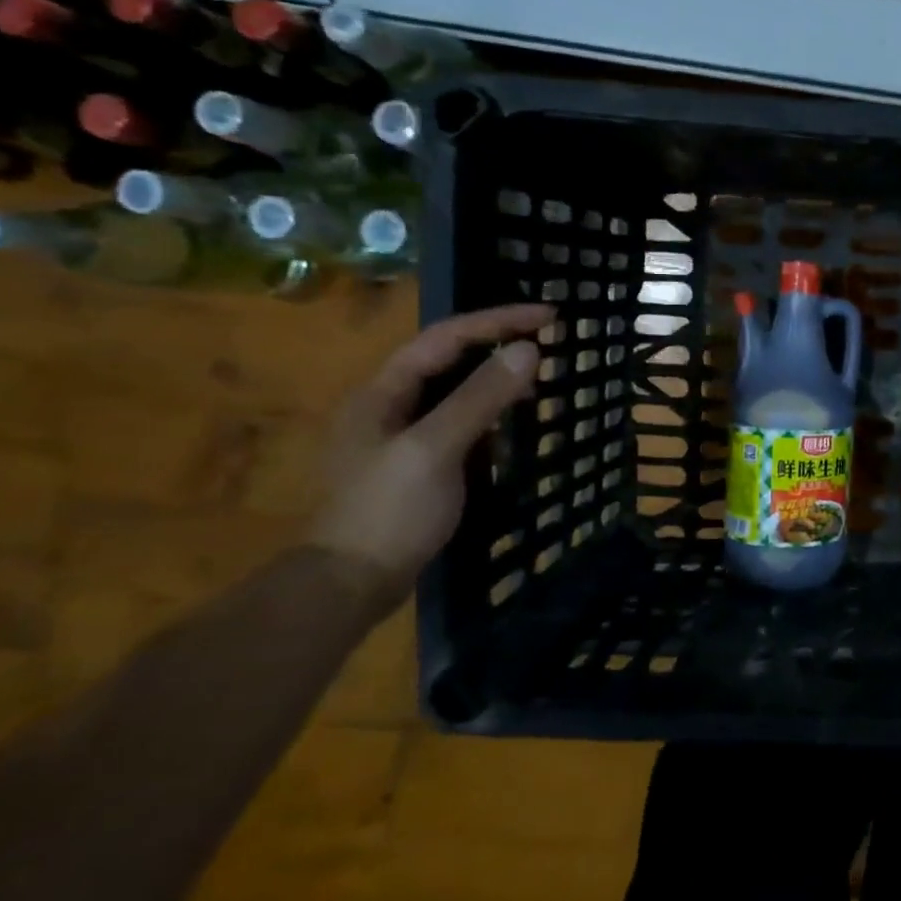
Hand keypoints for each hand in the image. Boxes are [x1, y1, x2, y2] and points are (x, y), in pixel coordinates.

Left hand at [307, 304, 554, 616]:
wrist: (351, 584)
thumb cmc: (388, 511)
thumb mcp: (435, 449)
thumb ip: (480, 398)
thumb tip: (529, 351)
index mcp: (383, 392)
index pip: (446, 338)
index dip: (498, 321)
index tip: (549, 316)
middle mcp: (391, 405)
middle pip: (450, 359)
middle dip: (499, 343)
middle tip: (550, 340)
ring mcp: (404, 436)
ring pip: (457, 390)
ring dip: (498, 376)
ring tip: (541, 373)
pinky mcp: (420, 463)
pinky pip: (462, 420)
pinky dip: (493, 410)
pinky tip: (516, 419)